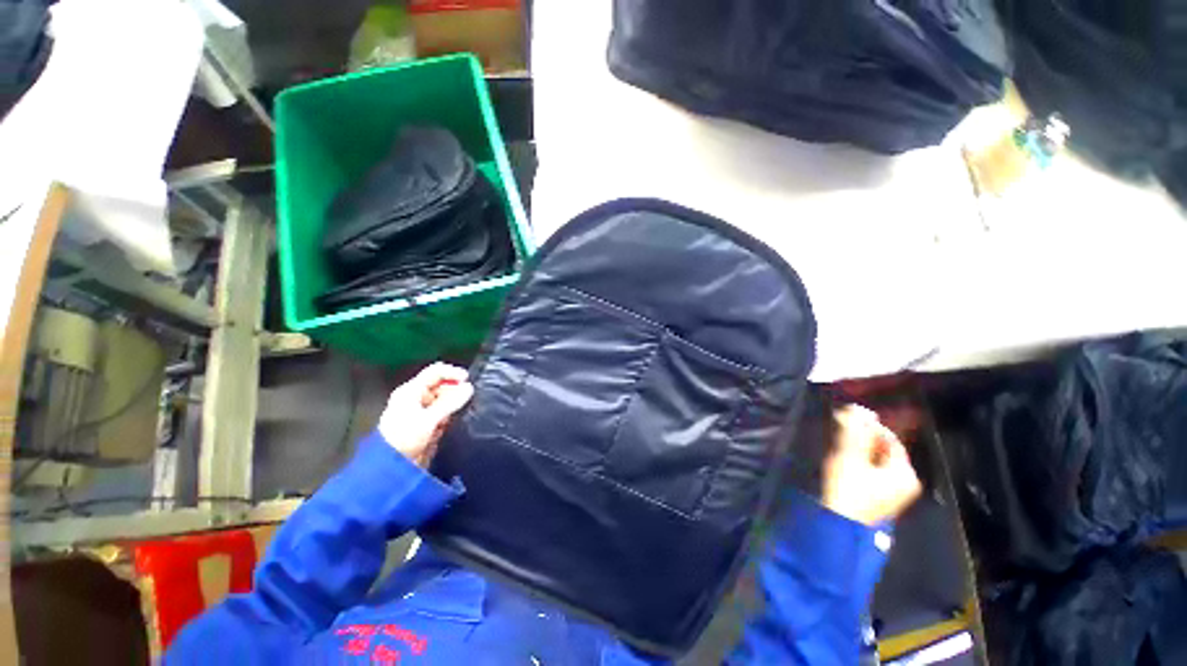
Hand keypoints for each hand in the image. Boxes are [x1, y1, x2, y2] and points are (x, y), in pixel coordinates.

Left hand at [378, 363, 474, 467]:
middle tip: (466, 399)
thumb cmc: (404, 438)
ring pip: (444, 400)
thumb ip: (450, 403)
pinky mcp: (426, 424)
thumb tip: (469, 387)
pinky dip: (449, 416)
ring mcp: (421, 411)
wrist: (391, 467)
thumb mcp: (428, 419)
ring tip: (459, 413)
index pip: (435, 372)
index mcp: (411, 391)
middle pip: (441, 385)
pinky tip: (450, 424)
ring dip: (453, 405)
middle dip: (455, 391)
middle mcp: (416, 398)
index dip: (452, 373)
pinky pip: (443, 414)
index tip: (468, 380)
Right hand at [822, 404, 921, 525]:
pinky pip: (873, 471)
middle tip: (842, 428)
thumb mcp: (850, 457)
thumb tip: (857, 409)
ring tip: (839, 440)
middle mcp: (905, 482)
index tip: (849, 416)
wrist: (839, 523)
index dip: (871, 426)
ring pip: (877, 460)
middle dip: (863, 437)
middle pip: (885, 450)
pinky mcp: (880, 497)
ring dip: (859, 448)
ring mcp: (894, 492)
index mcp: (905, 473)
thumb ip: (855, 432)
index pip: (891, 440)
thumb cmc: (848, 488)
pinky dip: (860, 461)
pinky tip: (844, 458)